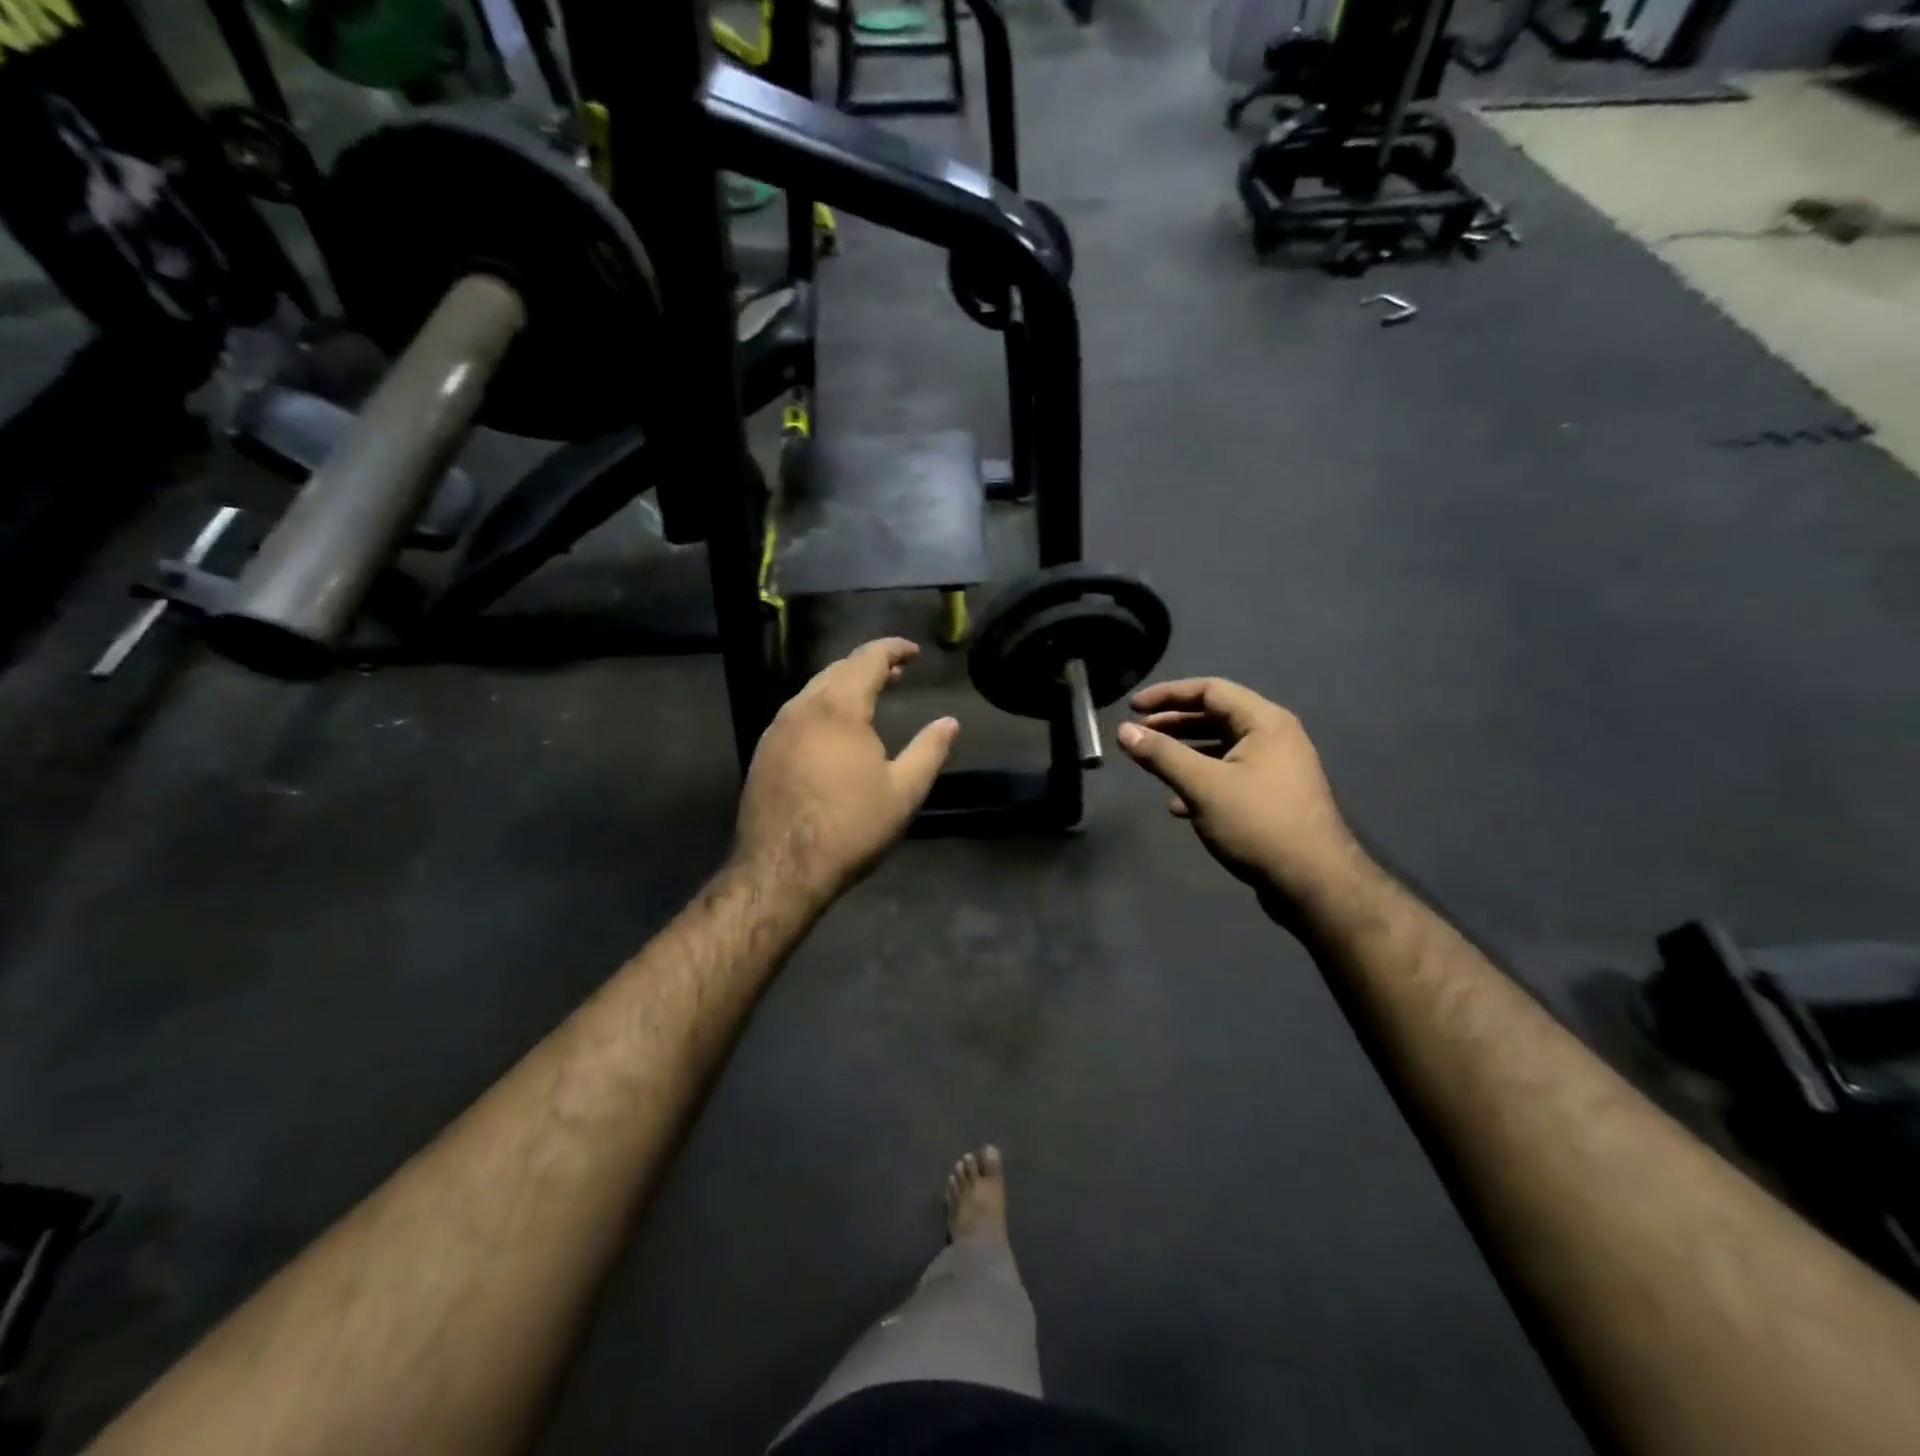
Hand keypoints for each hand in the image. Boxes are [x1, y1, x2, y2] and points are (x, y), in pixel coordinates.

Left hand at [734, 638, 958, 901]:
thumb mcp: (904, 791)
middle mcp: (802, 707)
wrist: (782, 868)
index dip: (892, 649)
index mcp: (838, 708)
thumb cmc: (850, 827)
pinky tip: (833, 729)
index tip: (913, 652)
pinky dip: (822, 706)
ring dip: (843, 685)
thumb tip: (950, 722)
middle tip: (896, 673)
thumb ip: (929, 751)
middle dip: (869, 665)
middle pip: (837, 669)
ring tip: (869, 697)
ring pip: (813, 690)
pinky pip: (797, 713)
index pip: (867, 659)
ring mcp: (776, 729)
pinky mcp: (764, 752)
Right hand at [1117, 678, 1356, 899]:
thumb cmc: (1257, 823)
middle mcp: (1274, 737)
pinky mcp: (1272, 796)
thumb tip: (1123, 730)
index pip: (1210, 690)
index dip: (1168, 694)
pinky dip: (1201, 781)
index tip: (1133, 707)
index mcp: (1264, 722)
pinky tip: (1177, 804)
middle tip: (1138, 734)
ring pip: (1221, 748)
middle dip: (1173, 724)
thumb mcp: (1202, 785)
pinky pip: (1230, 775)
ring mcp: (1276, 768)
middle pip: (1215, 717)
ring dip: (1184, 754)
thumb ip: (1161, 754)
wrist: (1313, 882)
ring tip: (1152, 765)